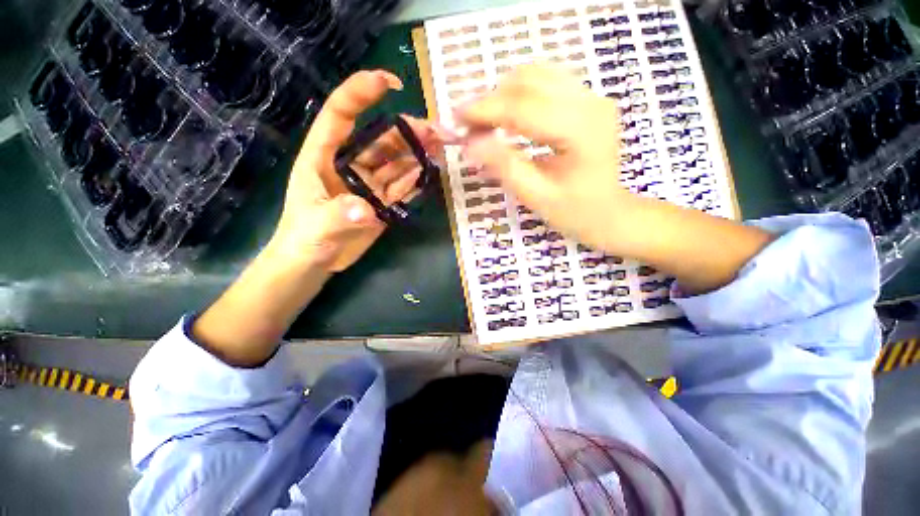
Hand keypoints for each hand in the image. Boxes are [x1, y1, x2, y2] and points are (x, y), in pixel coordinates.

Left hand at [193, 70, 441, 365]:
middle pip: (381, 139)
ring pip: (396, 161)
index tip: (390, 83)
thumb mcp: (315, 228)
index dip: (362, 93)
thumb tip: (366, 211)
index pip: (341, 114)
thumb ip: (338, 216)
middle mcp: (349, 164)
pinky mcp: (381, 202)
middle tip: (438, 131)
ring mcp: (368, 184)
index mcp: (323, 156)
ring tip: (441, 147)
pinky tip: (428, 172)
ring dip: (417, 153)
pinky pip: (401, 186)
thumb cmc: (303, 240)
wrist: (314, 264)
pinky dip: (414, 178)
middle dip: (408, 130)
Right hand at [456, 64, 772, 293]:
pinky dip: (519, 94)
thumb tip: (469, 144)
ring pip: (536, 75)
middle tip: (467, 126)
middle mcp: (590, 103)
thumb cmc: (575, 212)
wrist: (610, 212)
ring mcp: (591, 97)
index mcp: (580, 131)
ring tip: (484, 122)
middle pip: (528, 82)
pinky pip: (546, 82)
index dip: (485, 111)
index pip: (523, 108)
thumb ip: (504, 167)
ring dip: (503, 94)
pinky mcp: (587, 99)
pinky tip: (507, 116)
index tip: (455, 118)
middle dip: (490, 100)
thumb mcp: (536, 196)